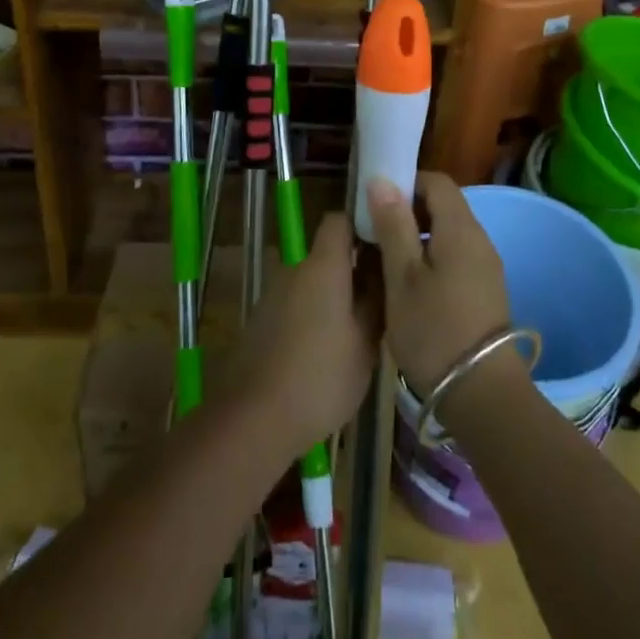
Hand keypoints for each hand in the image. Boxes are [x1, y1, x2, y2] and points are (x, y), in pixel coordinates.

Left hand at [226, 211, 379, 459]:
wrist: (254, 418)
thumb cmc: (320, 377)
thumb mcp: (365, 343)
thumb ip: (376, 300)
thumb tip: (384, 271)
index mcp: (322, 265)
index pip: (338, 220)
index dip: (361, 225)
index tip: (384, 244)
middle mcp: (293, 269)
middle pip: (324, 253)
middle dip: (349, 267)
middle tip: (377, 295)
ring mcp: (272, 294)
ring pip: (308, 280)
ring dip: (328, 294)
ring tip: (353, 326)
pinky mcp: (260, 320)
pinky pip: (293, 303)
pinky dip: (309, 313)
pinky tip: (324, 348)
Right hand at [367, 172, 512, 395]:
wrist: (481, 394)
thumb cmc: (434, 331)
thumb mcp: (402, 277)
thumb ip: (393, 225)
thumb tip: (382, 180)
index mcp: (460, 229)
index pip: (436, 182)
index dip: (406, 183)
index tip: (377, 202)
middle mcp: (479, 239)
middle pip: (444, 205)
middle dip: (409, 210)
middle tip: (376, 232)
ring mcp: (486, 266)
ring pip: (449, 232)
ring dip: (419, 235)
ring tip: (387, 260)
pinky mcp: (486, 290)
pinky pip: (457, 256)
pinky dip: (432, 257)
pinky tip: (412, 285)